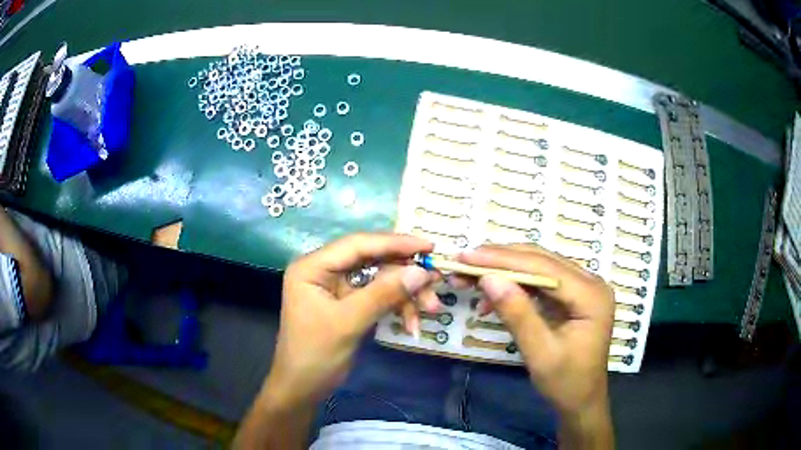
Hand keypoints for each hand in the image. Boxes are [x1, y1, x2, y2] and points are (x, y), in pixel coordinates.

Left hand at [263, 233, 437, 407]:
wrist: (303, 389)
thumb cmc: (316, 355)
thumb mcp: (349, 322)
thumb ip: (384, 294)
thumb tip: (421, 271)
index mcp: (313, 266)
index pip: (358, 244)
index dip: (395, 243)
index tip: (429, 247)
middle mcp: (324, 270)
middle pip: (372, 260)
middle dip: (405, 275)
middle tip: (435, 282)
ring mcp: (336, 287)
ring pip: (379, 279)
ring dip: (405, 294)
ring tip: (430, 309)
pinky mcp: (347, 304)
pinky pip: (377, 296)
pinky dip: (396, 307)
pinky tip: (411, 325)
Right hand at [455, 245, 614, 416]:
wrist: (581, 400)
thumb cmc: (565, 382)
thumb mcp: (540, 353)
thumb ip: (517, 315)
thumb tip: (488, 278)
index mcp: (591, 295)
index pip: (544, 268)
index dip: (504, 260)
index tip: (467, 256)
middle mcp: (591, 282)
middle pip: (541, 260)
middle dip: (500, 261)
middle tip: (463, 263)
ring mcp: (583, 287)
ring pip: (539, 266)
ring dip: (505, 271)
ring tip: (471, 279)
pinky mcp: (572, 295)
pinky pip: (540, 281)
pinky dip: (515, 285)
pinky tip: (493, 296)